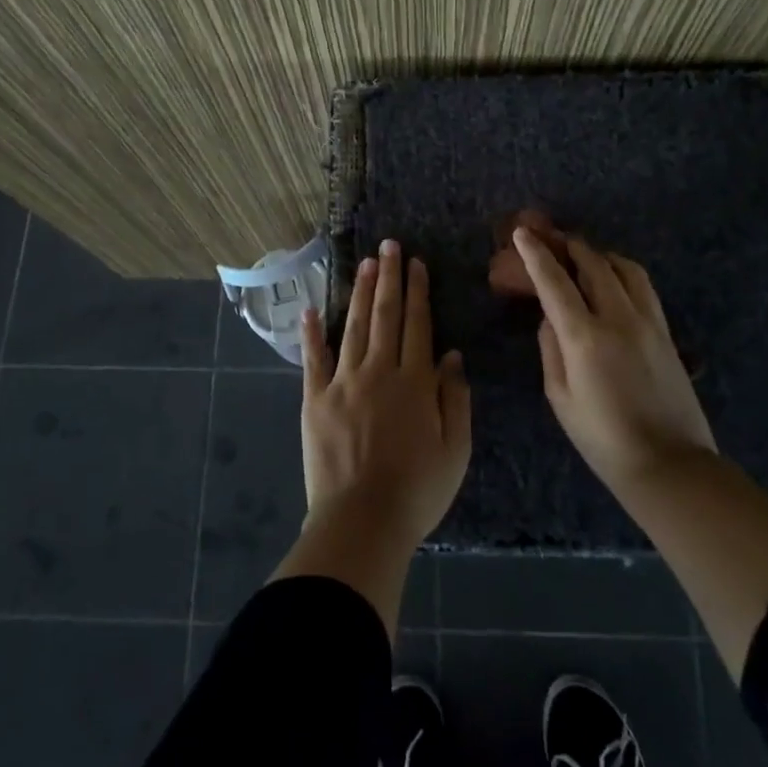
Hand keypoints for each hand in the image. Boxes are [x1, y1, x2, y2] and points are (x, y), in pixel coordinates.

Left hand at [298, 239, 471, 550]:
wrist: (362, 521)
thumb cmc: (417, 491)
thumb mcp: (455, 450)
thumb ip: (455, 399)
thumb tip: (450, 356)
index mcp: (415, 383)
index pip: (418, 325)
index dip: (418, 292)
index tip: (415, 263)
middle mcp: (378, 372)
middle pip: (386, 316)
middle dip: (389, 278)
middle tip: (388, 246)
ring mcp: (342, 383)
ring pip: (354, 328)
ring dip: (361, 293)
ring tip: (365, 264)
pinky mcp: (314, 400)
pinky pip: (313, 360)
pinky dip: (312, 333)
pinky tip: (312, 310)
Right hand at [513, 227, 716, 494]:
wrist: (669, 464)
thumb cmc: (602, 439)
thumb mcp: (560, 397)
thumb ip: (551, 349)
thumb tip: (550, 318)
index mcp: (585, 337)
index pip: (555, 283)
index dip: (535, 255)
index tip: (522, 233)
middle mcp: (619, 318)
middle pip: (594, 264)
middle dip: (570, 246)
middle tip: (552, 239)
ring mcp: (649, 322)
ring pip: (625, 269)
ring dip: (600, 255)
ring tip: (584, 257)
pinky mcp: (667, 332)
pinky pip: (643, 287)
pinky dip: (623, 272)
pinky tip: (614, 280)